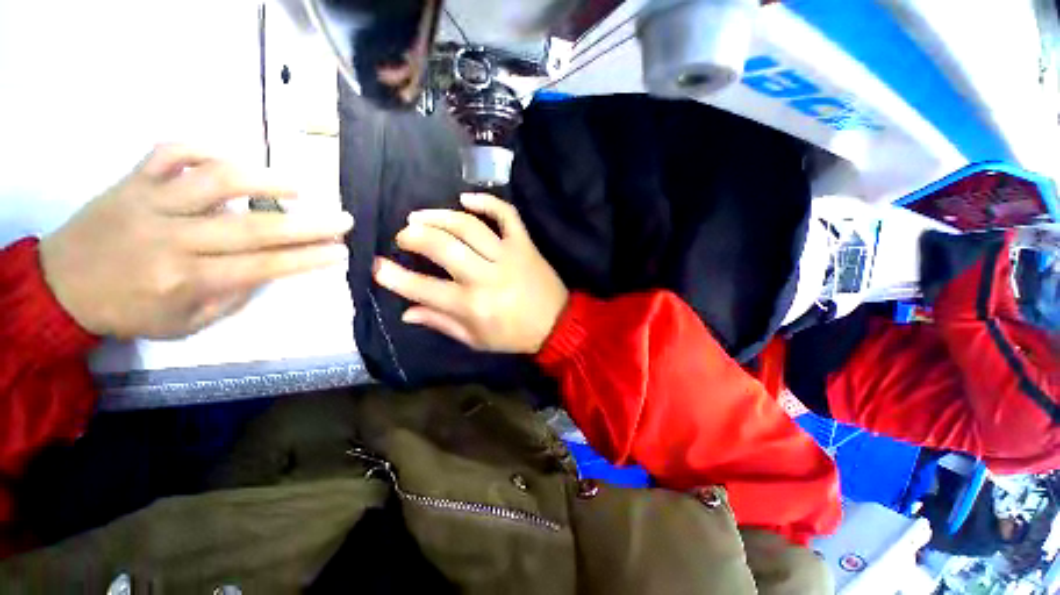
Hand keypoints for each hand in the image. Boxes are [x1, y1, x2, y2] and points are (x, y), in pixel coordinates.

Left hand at [39, 144, 352, 338]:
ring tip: (298, 185)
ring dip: (263, 179)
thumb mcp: (184, 323)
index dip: (307, 259)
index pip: (261, 266)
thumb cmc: (128, 311)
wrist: (61, 286)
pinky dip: (206, 149)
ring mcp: (150, 201)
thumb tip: (268, 269)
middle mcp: (171, 238)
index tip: (341, 252)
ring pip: (214, 180)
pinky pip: (172, 151)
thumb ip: (231, 297)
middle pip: (251, 227)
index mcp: (184, 279)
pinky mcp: (133, 179)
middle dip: (307, 224)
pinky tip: (231, 161)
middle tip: (343, 219)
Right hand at [373, 193, 568, 353]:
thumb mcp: (476, 339)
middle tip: (404, 235)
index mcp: (472, 306)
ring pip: (468, 226)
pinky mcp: (525, 244)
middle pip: (442, 246)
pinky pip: (507, 214)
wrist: (557, 325)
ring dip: (439, 216)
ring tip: (420, 217)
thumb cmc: (514, 336)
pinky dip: (487, 201)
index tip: (376, 266)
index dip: (394, 277)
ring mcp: (508, 255)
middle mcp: (486, 277)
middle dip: (414, 236)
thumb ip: (440, 323)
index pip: (423, 288)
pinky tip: (466, 199)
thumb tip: (406, 311)